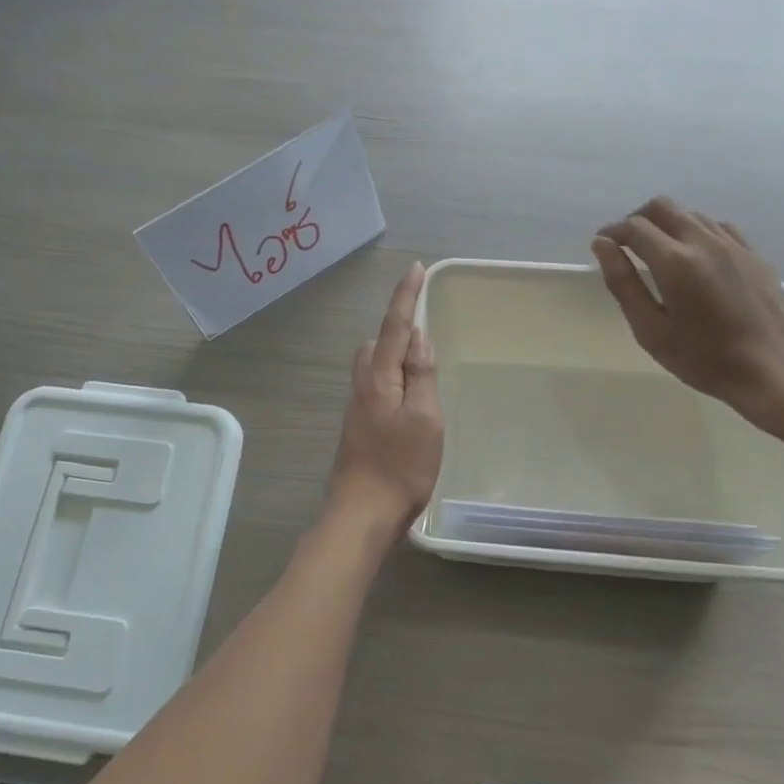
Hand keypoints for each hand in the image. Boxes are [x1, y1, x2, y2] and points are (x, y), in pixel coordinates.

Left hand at [326, 262, 443, 535]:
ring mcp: (358, 407)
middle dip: (398, 325)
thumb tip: (419, 338)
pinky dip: (392, 374)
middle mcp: (363, 385)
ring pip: (374, 364)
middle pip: (377, 341)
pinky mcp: (359, 425)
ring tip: (421, 358)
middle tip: (425, 321)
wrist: (361, 514)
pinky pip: (376, 384)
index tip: (416, 269)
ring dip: (394, 351)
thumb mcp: (424, 420)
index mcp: (379, 378)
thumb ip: (421, 376)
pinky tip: (408, 393)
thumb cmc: (400, 467)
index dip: (406, 297)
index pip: (395, 327)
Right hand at [593, 197, 783, 426]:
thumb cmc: (702, 358)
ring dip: (667, 224)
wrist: (771, 368)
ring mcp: (733, 244)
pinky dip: (696, 231)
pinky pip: (717, 226)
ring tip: (658, 253)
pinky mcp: (752, 253)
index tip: (603, 246)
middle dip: (637, 219)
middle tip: (627, 245)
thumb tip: (602, 245)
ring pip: (690, 214)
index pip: (635, 227)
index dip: (612, 232)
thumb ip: (623, 284)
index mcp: (675, 262)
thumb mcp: (651, 330)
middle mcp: (704, 242)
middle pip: (662, 207)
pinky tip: (695, 256)